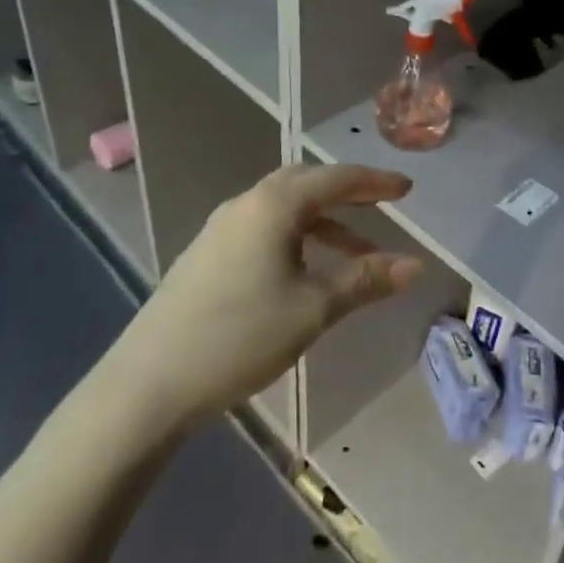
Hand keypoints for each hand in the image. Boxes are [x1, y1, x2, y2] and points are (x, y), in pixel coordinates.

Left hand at [96, 165, 422, 441]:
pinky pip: (264, 229)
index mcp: (273, 206)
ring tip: (355, 254)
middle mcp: (245, 205)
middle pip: (306, 183)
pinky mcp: (206, 255)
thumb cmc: (240, 336)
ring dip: (324, 222)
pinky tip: (305, 272)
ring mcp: (221, 229)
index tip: (407, 190)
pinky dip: (297, 237)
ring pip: (284, 209)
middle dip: (348, 194)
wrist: (148, 383)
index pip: (336, 179)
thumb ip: (365, 280)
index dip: (375, 182)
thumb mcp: (313, 308)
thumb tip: (415, 264)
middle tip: (381, 208)